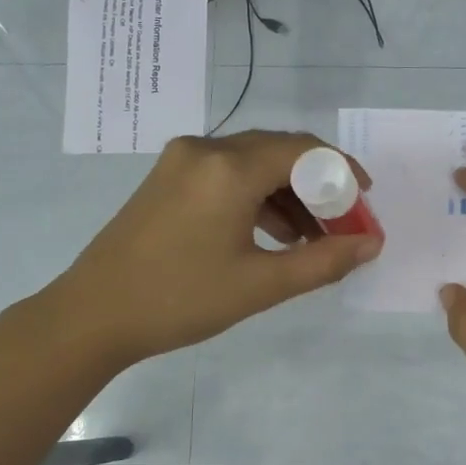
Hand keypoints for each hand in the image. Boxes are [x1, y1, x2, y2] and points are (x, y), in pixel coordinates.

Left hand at [51, 130, 382, 370]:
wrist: (93, 315)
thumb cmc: (180, 299)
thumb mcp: (260, 285)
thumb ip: (323, 261)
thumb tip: (372, 244)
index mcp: (228, 168)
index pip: (303, 150)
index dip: (342, 171)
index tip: (364, 201)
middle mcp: (205, 149)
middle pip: (279, 152)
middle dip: (316, 185)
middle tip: (341, 224)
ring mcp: (181, 161)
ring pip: (252, 163)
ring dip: (287, 194)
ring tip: (308, 239)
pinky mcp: (167, 178)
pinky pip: (226, 174)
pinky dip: (256, 197)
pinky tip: (269, 235)